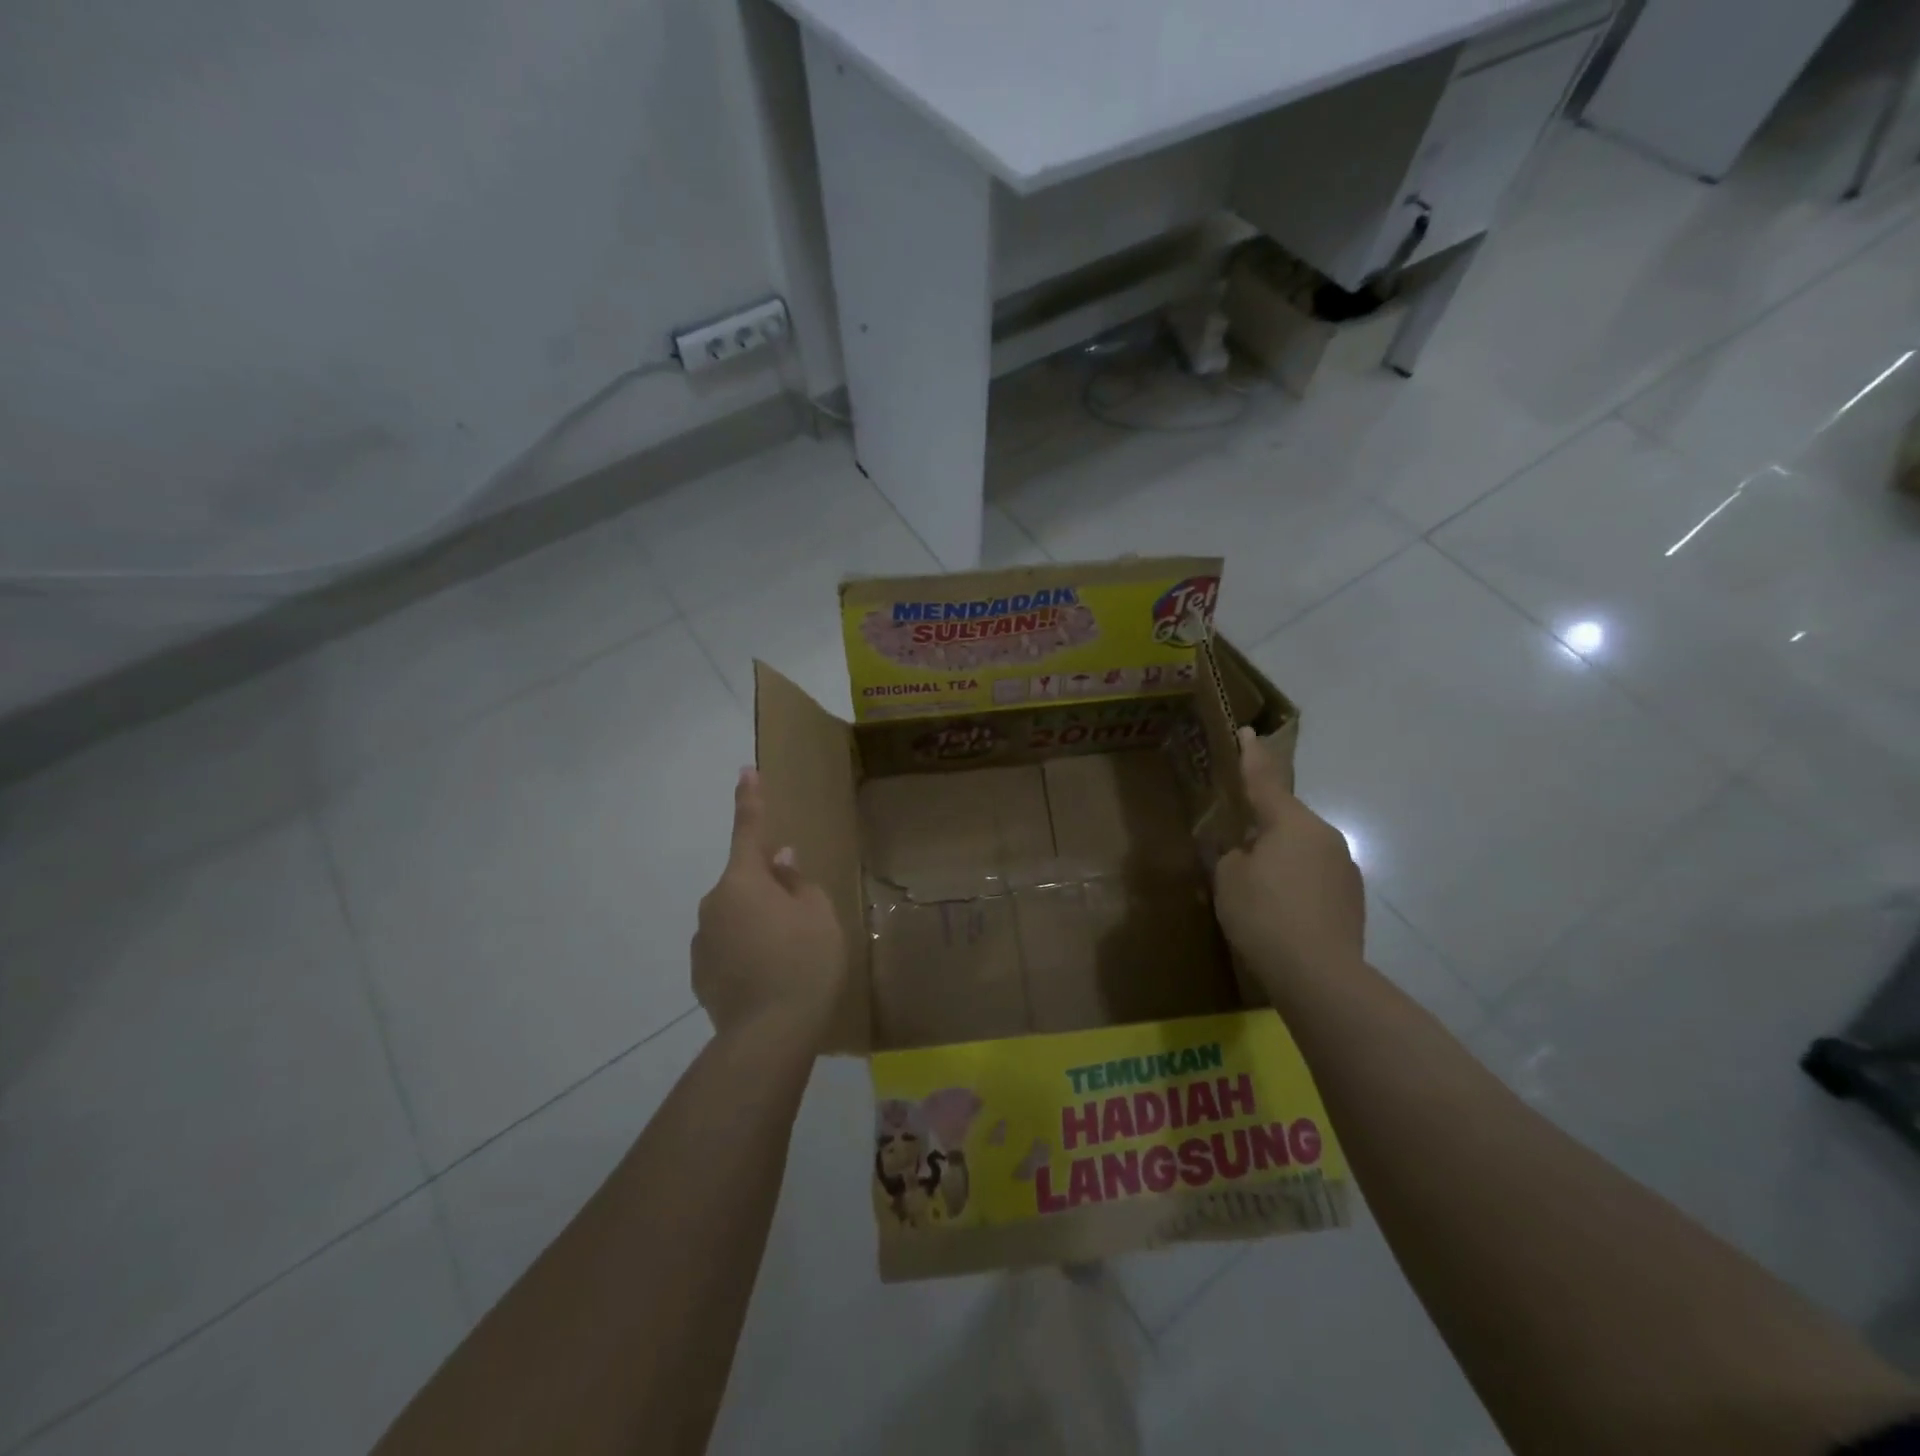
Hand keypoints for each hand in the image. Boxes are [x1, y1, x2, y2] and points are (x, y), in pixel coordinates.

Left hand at [693, 767, 847, 1039]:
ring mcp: (703, 942)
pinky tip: (769, 980)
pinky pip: (728, 950)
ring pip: (735, 919)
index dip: (750, 800)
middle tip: (800, 919)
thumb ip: (797, 882)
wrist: (769, 1036)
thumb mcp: (817, 914)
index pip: (748, 830)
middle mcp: (714, 904)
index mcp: (743, 881)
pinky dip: (746, 955)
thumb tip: (780, 861)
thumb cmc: (804, 961)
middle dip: (767, 890)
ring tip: (789, 959)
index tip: (745, 771)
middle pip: (744, 884)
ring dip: (757, 925)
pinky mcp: (700, 976)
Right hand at [1213, 727, 1364, 990]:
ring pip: (1301, 851)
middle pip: (1285, 821)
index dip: (1252, 756)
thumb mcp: (1229, 879)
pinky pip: (1314, 878)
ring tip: (1257, 892)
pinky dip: (1295, 886)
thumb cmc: (1264, 915)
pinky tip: (1281, 914)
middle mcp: (1325, 836)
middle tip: (1236, 848)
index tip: (1248, 731)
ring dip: (1279, 860)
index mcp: (1291, 823)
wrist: (1320, 974)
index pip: (1265, 780)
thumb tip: (1247, 853)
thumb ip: (1233, 855)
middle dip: (1261, 828)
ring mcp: (1344, 868)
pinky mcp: (1352, 899)